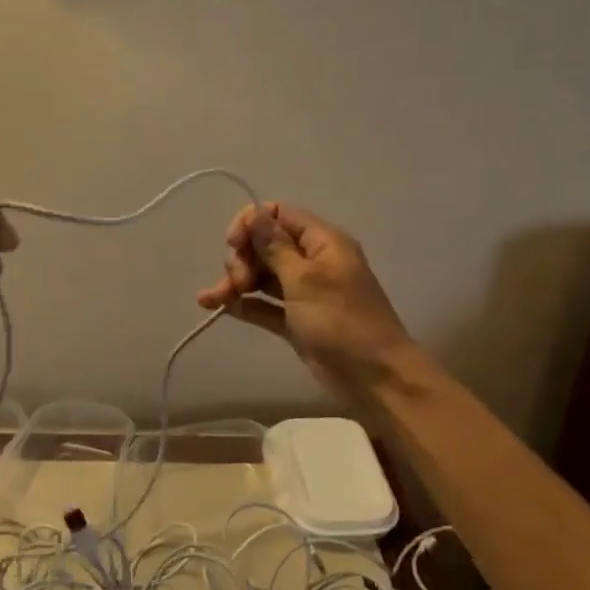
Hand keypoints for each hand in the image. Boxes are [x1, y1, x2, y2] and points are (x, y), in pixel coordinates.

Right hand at [197, 202, 416, 396]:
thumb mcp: (305, 280)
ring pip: (263, 276)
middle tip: (238, 282)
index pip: (280, 214)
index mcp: (323, 242)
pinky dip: (243, 304)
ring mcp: (304, 293)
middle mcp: (313, 261)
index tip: (232, 243)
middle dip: (244, 258)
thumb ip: (275, 246)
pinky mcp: (296, 321)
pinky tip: (215, 306)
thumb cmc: (341, 321)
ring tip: (214, 298)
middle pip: (267, 245)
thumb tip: (254, 212)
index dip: (252, 223)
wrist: (374, 378)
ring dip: (237, 282)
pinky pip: (264, 305)